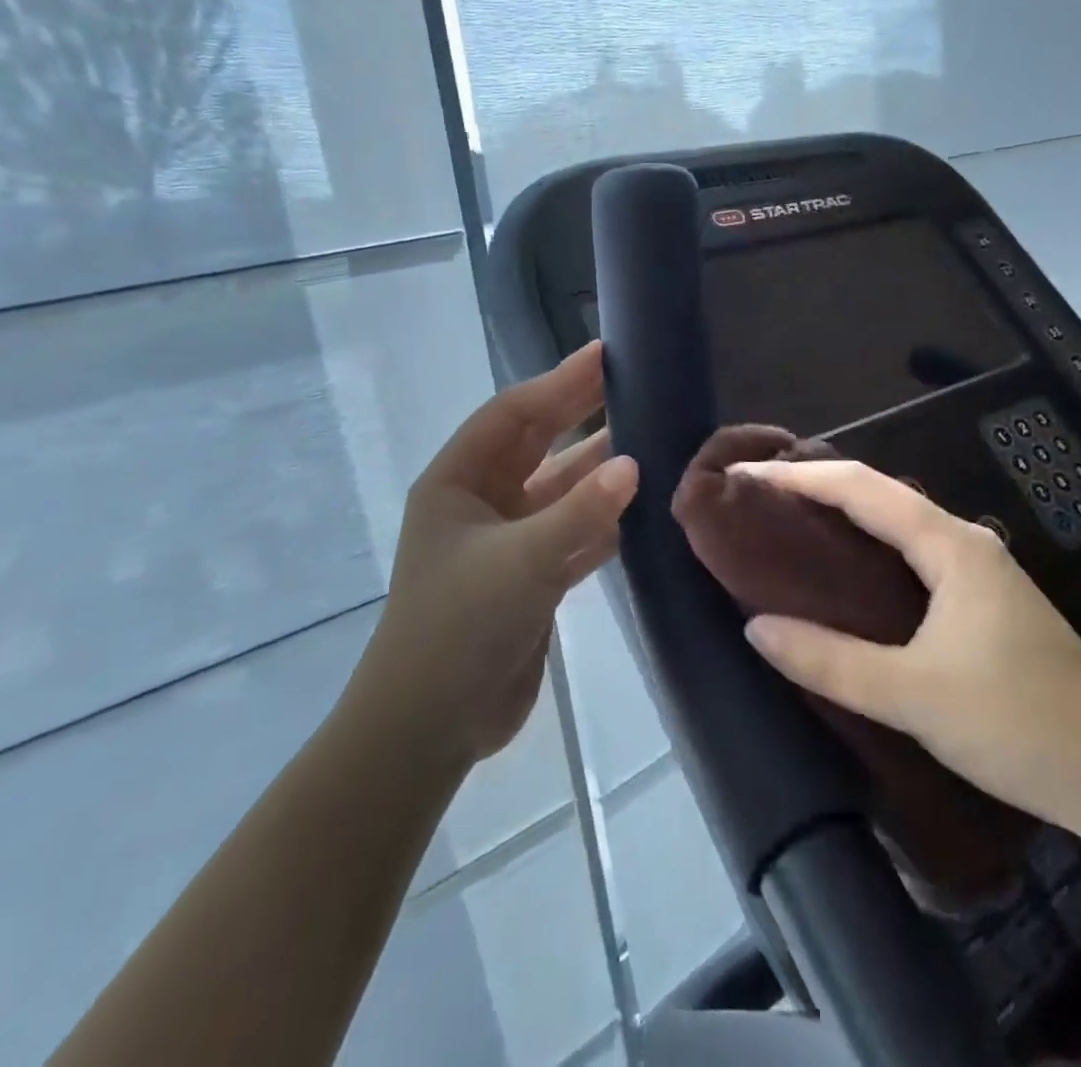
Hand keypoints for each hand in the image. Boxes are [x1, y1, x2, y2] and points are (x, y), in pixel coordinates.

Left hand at [371, 342, 638, 763]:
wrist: (430, 725)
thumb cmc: (459, 626)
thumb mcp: (522, 561)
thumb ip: (580, 511)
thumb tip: (634, 464)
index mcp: (458, 481)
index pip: (513, 414)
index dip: (558, 382)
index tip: (604, 355)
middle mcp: (481, 502)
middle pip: (538, 444)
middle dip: (580, 413)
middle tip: (633, 382)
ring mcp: (506, 541)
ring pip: (560, 490)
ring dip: (598, 470)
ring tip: (650, 439)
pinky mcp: (529, 578)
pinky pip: (572, 534)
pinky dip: (602, 521)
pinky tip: (641, 508)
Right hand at [731, 459, 1080, 829]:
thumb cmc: (1026, 726)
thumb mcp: (917, 697)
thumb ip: (832, 661)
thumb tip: (756, 628)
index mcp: (949, 545)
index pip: (859, 487)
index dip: (796, 476)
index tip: (743, 477)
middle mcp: (961, 542)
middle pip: (875, 494)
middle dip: (812, 486)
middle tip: (752, 501)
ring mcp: (973, 571)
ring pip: (891, 524)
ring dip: (837, 517)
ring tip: (780, 528)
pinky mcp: (976, 601)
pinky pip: (904, 555)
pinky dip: (861, 550)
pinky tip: (837, 578)